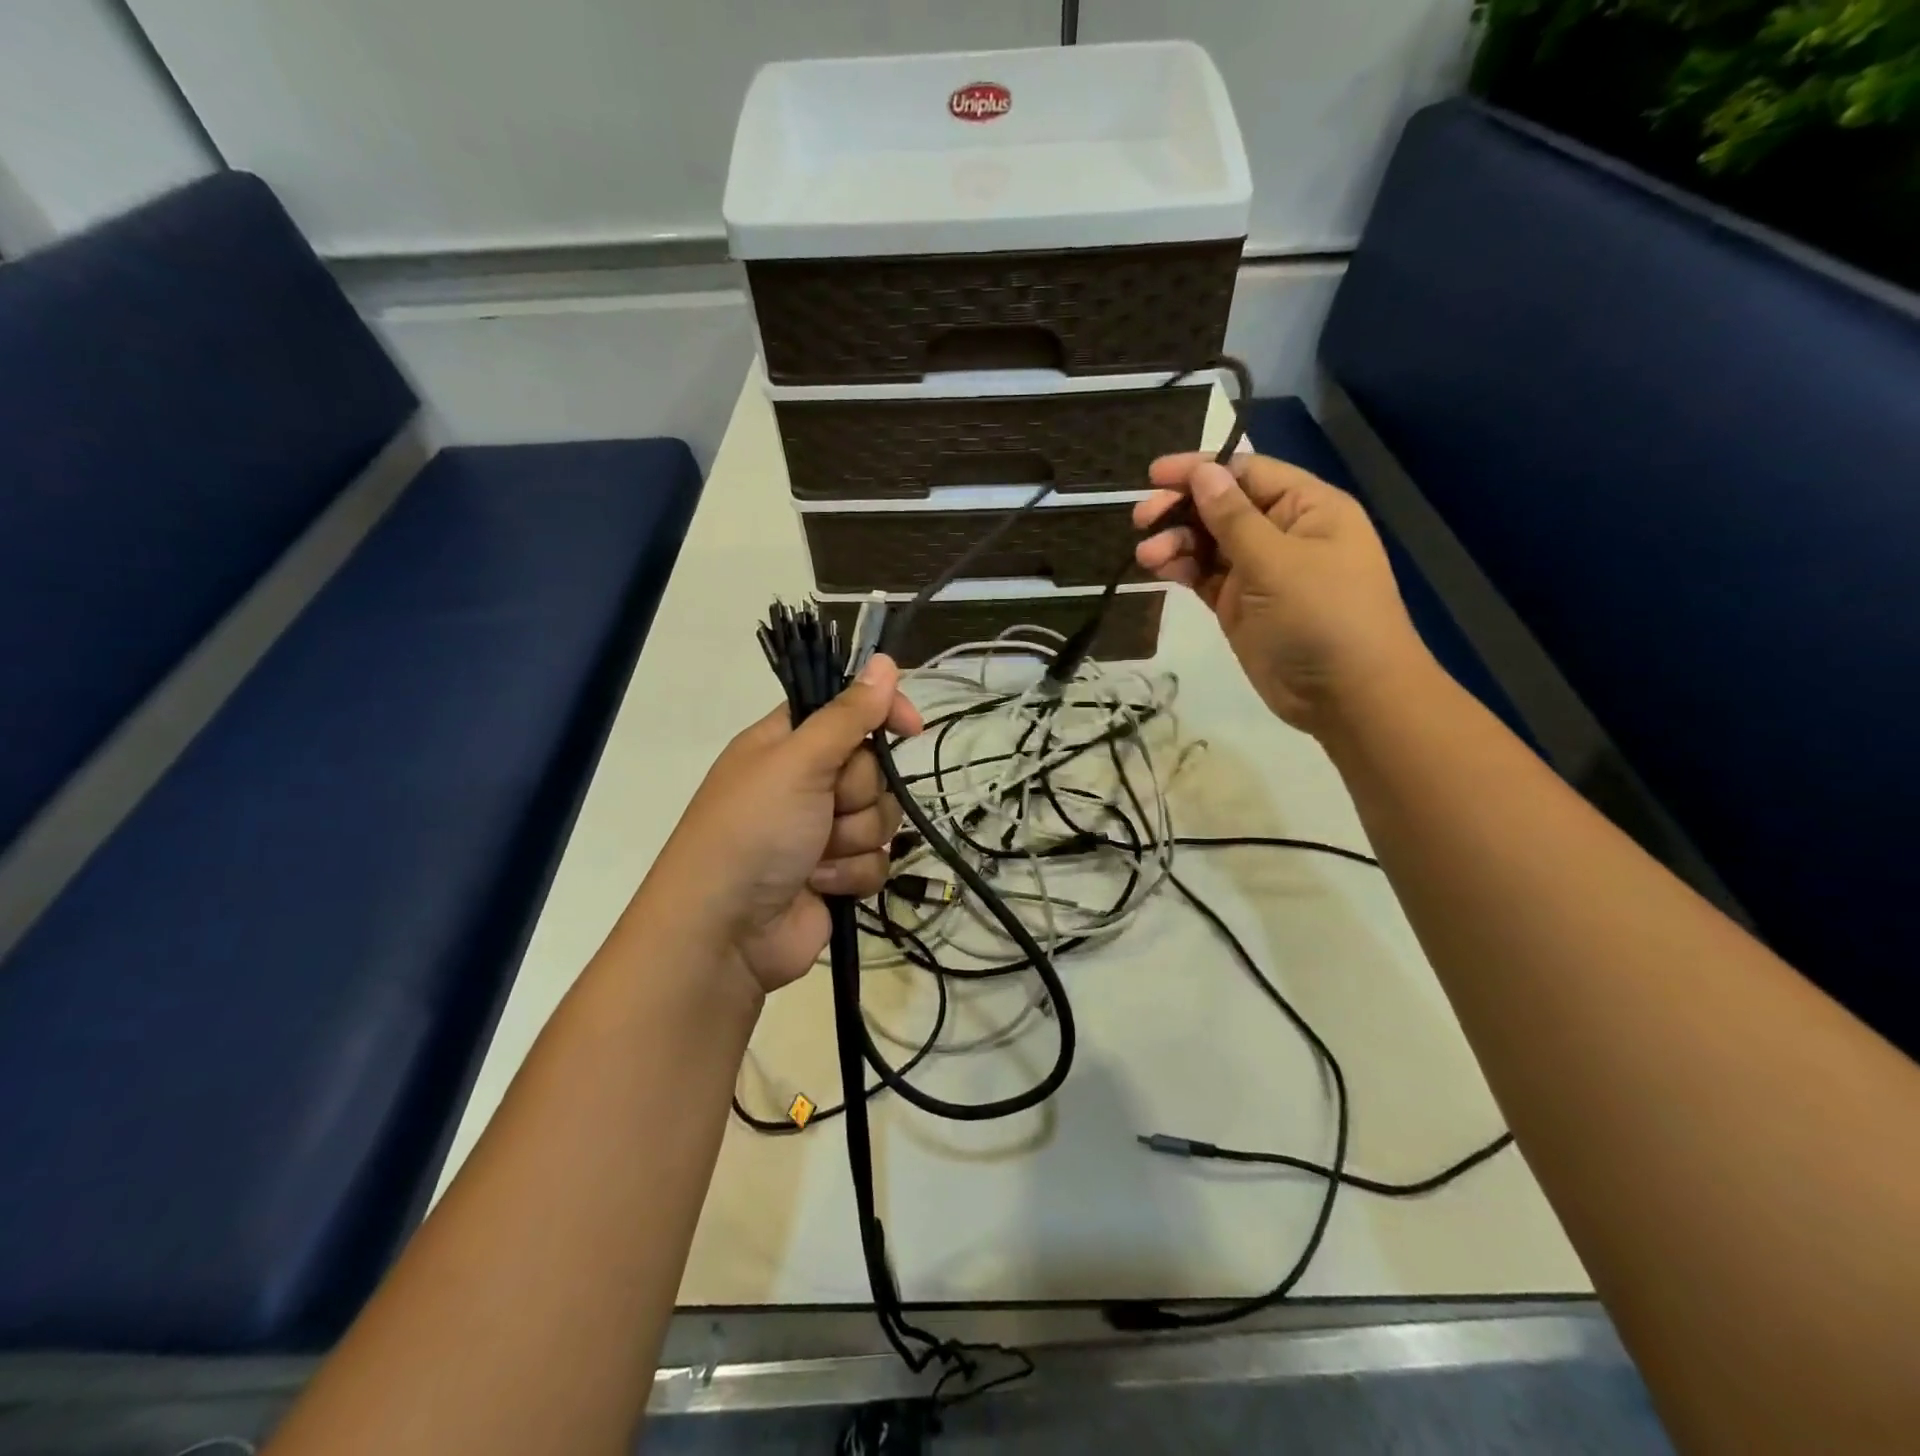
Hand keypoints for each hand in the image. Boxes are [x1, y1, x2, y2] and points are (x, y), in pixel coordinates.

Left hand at [650, 655, 922, 996]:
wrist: (726, 932)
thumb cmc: (753, 831)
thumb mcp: (798, 762)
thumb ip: (848, 715)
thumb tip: (886, 662)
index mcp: (787, 744)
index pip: (848, 710)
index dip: (881, 714)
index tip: (911, 726)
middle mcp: (806, 782)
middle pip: (873, 770)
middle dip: (856, 795)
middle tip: (823, 808)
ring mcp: (822, 830)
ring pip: (880, 818)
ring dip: (852, 839)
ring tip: (814, 856)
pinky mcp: (836, 874)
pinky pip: (877, 861)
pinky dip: (850, 874)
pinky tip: (819, 885)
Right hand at [1135, 453, 1431, 734]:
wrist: (1346, 695)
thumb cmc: (1322, 616)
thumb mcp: (1276, 561)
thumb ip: (1233, 517)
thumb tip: (1203, 472)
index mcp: (1307, 508)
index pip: (1247, 473)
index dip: (1201, 469)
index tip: (1154, 475)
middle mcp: (1283, 533)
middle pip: (1223, 506)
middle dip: (1182, 509)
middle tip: (1142, 518)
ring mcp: (1261, 571)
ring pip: (1209, 543)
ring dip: (1176, 543)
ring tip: (1147, 556)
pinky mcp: (1241, 605)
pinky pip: (1206, 576)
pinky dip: (1182, 570)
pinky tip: (1159, 570)